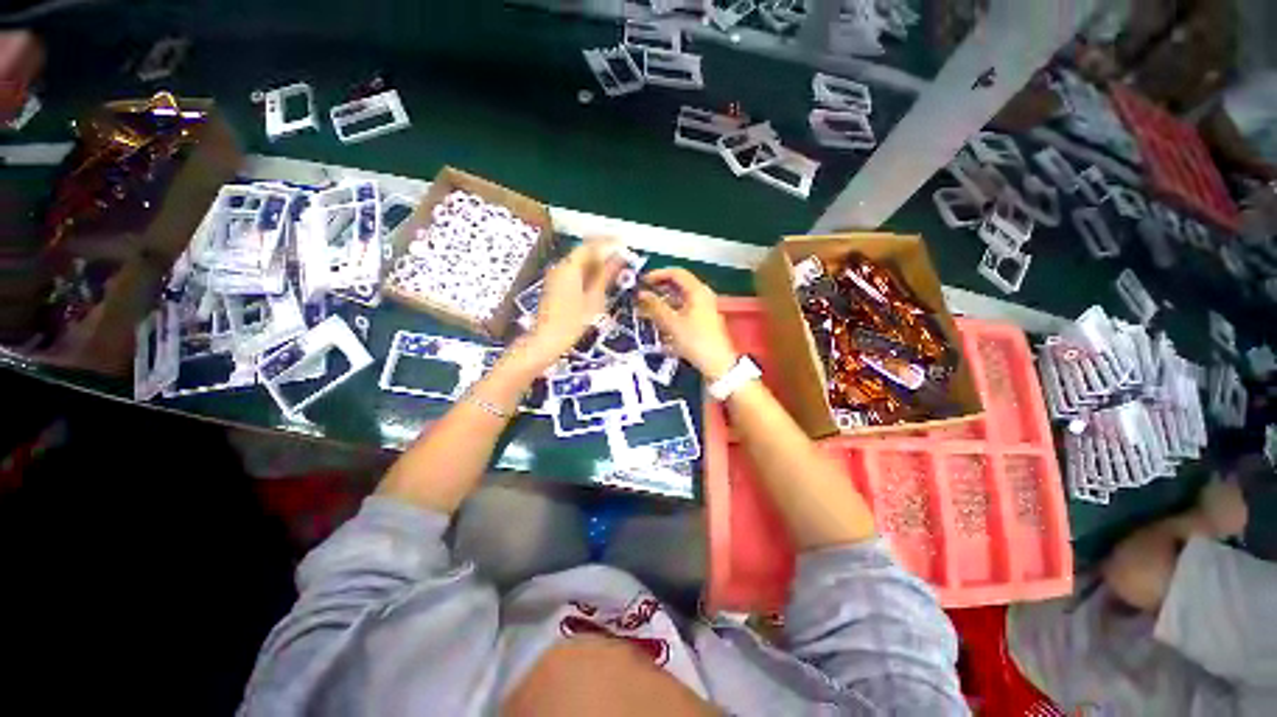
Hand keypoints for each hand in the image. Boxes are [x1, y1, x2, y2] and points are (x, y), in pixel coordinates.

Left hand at [521, 238, 623, 367]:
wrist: (547, 340)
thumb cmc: (573, 322)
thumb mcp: (594, 298)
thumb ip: (606, 275)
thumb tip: (618, 259)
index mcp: (570, 266)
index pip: (591, 245)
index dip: (608, 243)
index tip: (624, 244)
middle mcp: (560, 266)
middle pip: (584, 252)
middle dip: (604, 255)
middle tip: (622, 262)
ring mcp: (556, 276)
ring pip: (580, 263)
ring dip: (597, 265)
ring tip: (615, 273)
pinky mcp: (555, 286)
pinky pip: (574, 273)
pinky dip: (588, 274)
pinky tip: (599, 284)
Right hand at [636, 268, 737, 380]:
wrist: (717, 363)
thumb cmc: (694, 340)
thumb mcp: (671, 323)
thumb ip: (655, 306)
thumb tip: (641, 293)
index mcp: (697, 290)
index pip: (676, 272)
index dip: (657, 274)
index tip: (642, 282)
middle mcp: (703, 294)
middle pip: (678, 284)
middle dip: (659, 288)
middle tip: (642, 295)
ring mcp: (705, 306)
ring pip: (681, 297)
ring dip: (663, 300)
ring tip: (646, 309)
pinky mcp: (704, 319)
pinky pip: (685, 307)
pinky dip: (671, 310)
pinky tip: (660, 319)